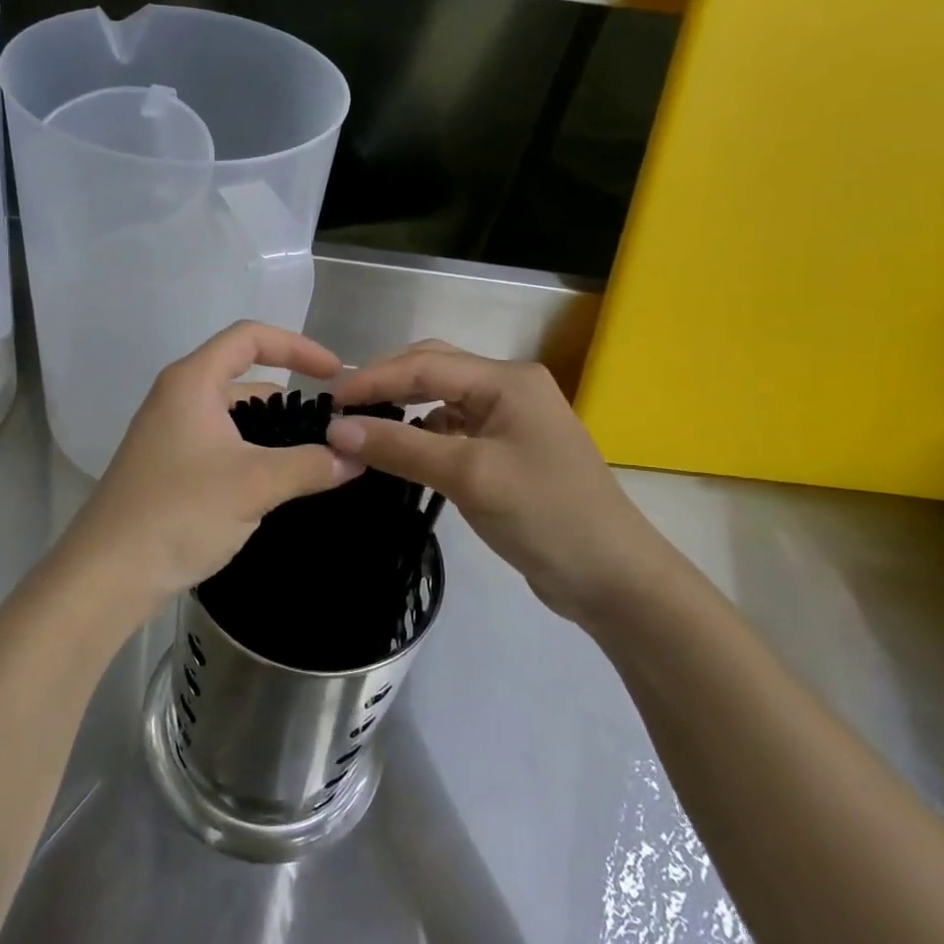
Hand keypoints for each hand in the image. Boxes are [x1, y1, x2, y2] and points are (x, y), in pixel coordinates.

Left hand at [55, 322, 362, 620]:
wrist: (109, 573)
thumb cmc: (180, 511)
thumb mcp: (255, 484)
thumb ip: (310, 465)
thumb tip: (356, 457)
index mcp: (191, 381)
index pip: (250, 337)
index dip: (297, 346)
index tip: (335, 374)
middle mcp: (177, 397)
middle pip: (242, 375)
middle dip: (289, 394)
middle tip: (331, 422)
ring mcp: (170, 432)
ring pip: (232, 414)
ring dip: (272, 428)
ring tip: (314, 454)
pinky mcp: (169, 465)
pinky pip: (221, 442)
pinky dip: (252, 450)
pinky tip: (278, 480)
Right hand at [327, 340, 681, 623]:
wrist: (613, 578)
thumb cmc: (545, 515)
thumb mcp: (468, 476)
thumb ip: (401, 447)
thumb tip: (336, 429)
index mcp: (507, 380)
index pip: (425, 365)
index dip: (374, 379)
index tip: (330, 402)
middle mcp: (509, 388)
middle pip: (434, 369)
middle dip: (387, 382)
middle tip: (343, 408)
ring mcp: (511, 418)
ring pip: (443, 397)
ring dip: (404, 405)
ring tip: (364, 424)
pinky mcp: (508, 449)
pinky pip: (454, 427)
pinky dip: (423, 431)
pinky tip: (402, 448)